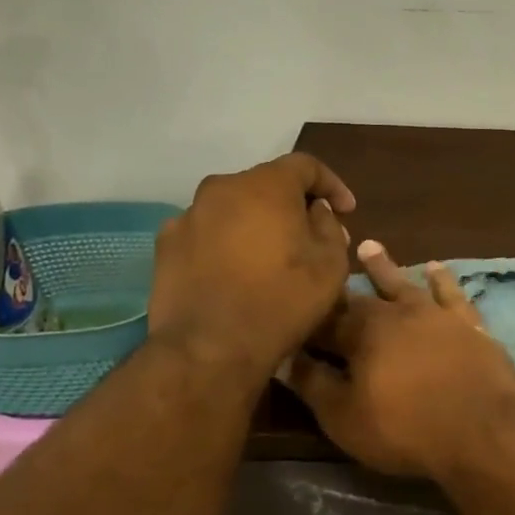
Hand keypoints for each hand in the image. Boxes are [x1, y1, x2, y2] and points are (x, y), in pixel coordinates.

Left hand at [148, 153, 354, 375]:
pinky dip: (226, 243)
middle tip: (311, 235)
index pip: (306, 166)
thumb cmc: (282, 301)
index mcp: (266, 185)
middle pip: (266, 185)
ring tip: (271, 256)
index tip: (347, 211)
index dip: (332, 184)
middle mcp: (222, 188)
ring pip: (234, 208)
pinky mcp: (166, 245)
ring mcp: (188, 215)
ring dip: (257, 223)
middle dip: (292, 205)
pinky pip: (207, 232)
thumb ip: (329, 227)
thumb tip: (316, 213)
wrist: (209, 348)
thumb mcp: (330, 265)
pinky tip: (236, 272)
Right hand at [289, 241, 514, 478]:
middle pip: (363, 296)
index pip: (327, 319)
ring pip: (405, 284)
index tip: (294, 303)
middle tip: (328, 264)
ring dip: (385, 268)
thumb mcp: (344, 417)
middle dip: (342, 285)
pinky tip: (436, 268)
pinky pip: (452, 294)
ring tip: (369, 247)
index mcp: (362, 333)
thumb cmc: (404, 429)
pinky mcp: (470, 324)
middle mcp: (398, 313)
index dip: (310, 315)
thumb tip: (284, 357)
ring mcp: (437, 315)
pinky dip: (442, 280)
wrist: (481, 430)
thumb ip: (313, 383)